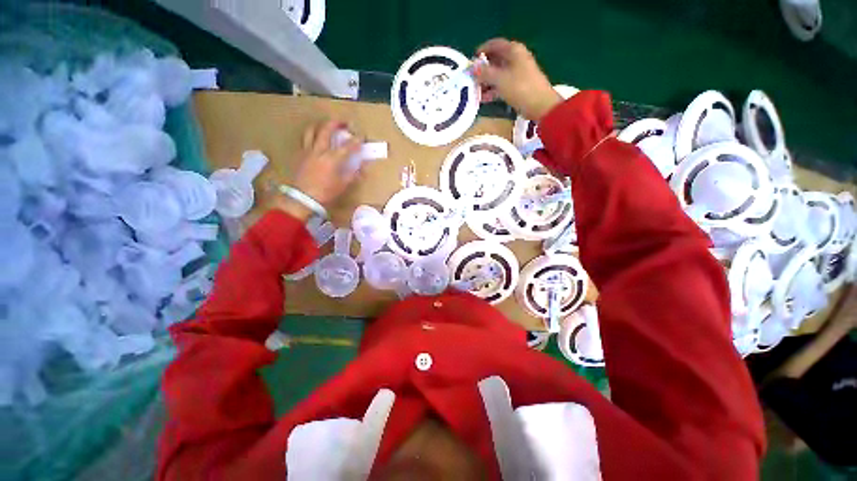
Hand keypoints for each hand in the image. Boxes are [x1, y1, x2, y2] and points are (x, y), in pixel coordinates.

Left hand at [275, 120, 362, 218]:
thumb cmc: (325, 193)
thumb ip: (353, 174)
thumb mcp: (343, 185)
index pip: (347, 146)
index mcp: (332, 159)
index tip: (362, 136)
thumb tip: (362, 168)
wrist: (303, 198)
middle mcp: (319, 151)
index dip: (356, 140)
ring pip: (311, 131)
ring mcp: (308, 151)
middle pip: (326, 130)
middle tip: (343, 122)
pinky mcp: (300, 155)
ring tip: (326, 125)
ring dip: (320, 125)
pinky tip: (315, 139)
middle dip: (336, 123)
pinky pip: (305, 140)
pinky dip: (311, 136)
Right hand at [475, 38, 561, 120]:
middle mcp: (516, 58)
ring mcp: (517, 73)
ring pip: (498, 74)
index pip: (494, 44)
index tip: (471, 60)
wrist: (539, 105)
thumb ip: (484, 73)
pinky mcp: (518, 86)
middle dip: (482, 69)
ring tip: (475, 91)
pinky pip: (502, 85)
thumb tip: (472, 68)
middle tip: (471, 78)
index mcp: (513, 51)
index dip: (482, 50)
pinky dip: (493, 90)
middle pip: (495, 60)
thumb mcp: (499, 79)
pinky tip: (484, 99)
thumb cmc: (520, 88)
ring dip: (486, 82)